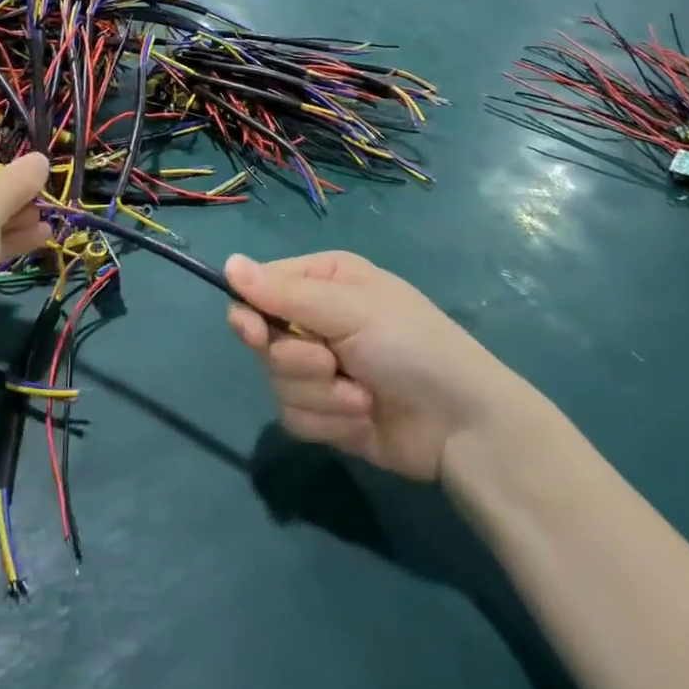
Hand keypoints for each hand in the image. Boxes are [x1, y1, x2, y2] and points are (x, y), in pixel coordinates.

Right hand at [224, 250, 504, 482]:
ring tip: (360, 395)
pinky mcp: (325, 412)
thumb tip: (228, 264)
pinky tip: (361, 417)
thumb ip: (286, 294)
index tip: (253, 332)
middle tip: (329, 363)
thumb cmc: (411, 345)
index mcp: (323, 281)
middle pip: (263, 340)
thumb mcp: (350, 310)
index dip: (251, 311)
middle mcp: (316, 319)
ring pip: (276, 382)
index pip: (261, 287)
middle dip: (297, 361)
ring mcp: (320, 368)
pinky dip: (328, 421)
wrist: (461, 425)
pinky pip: (294, 416)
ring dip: (319, 395)